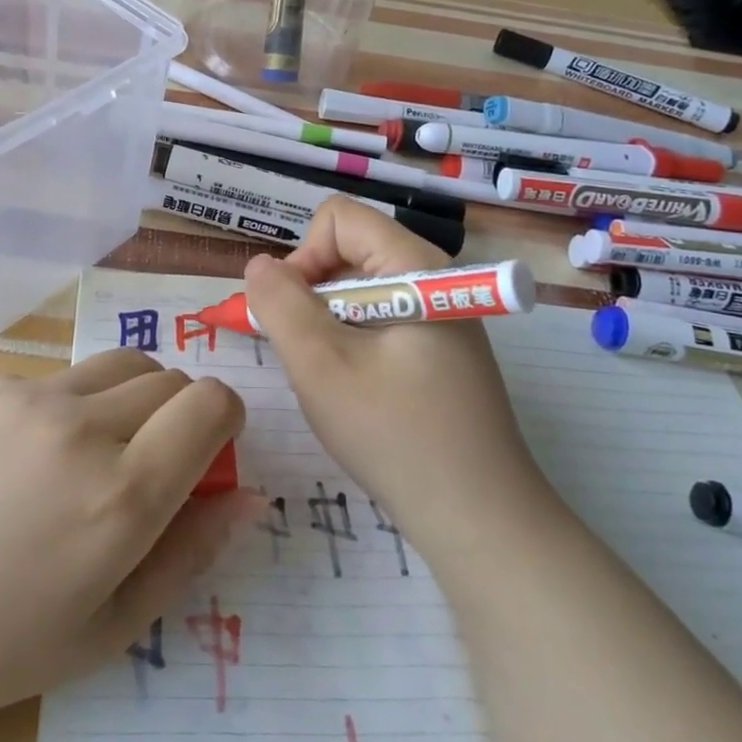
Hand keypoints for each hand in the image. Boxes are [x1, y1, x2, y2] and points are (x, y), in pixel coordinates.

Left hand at [0, 350, 248, 735]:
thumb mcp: (112, 626)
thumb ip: (192, 552)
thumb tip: (250, 495)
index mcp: (122, 497)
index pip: (210, 405)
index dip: (226, 419)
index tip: (211, 450)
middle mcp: (84, 428)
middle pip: (172, 378)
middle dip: (182, 413)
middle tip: (152, 464)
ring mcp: (34, 397)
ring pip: (124, 364)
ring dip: (136, 396)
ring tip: (101, 450)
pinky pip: (66, 377)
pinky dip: (78, 404)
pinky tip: (34, 457)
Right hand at [243, 197, 553, 545]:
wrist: (482, 523)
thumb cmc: (397, 436)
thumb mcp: (321, 366)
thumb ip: (280, 304)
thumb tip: (259, 265)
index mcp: (414, 265)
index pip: (338, 218)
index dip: (304, 256)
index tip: (295, 316)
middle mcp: (431, 277)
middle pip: (348, 250)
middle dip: (312, 293)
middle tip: (307, 354)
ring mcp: (441, 314)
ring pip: (358, 288)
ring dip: (328, 324)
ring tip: (331, 378)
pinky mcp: (441, 349)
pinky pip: (379, 319)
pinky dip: (352, 343)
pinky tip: (357, 392)